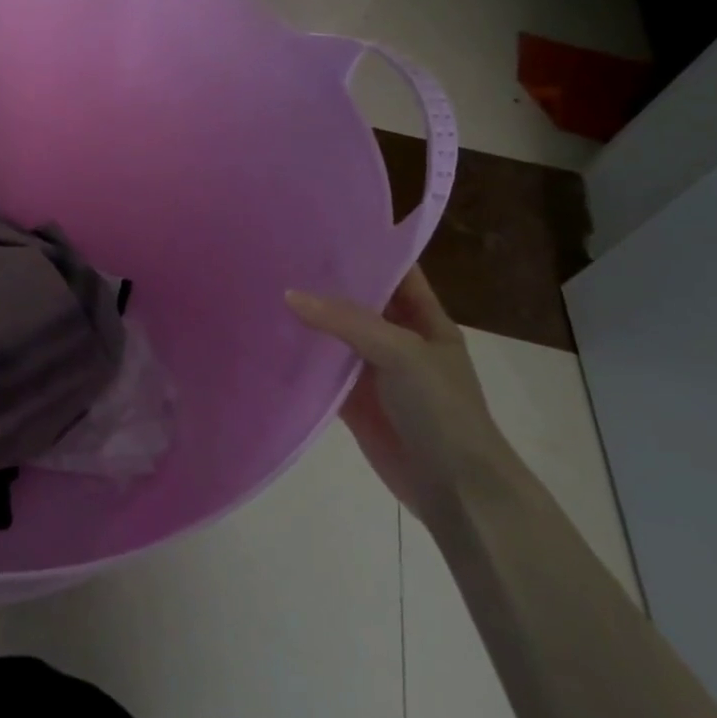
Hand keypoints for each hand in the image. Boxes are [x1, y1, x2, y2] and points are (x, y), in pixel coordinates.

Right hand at [286, 268, 511, 523]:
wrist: (455, 487)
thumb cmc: (441, 410)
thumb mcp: (401, 353)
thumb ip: (346, 322)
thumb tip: (289, 294)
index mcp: (424, 320)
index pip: (395, 272)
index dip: (365, 250)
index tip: (319, 229)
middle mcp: (398, 340)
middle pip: (358, 303)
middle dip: (324, 283)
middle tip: (276, 256)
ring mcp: (374, 372)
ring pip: (334, 337)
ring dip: (306, 320)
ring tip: (262, 290)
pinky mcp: (352, 401)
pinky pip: (321, 372)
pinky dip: (299, 360)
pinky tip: (267, 340)